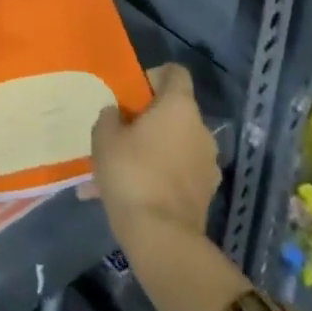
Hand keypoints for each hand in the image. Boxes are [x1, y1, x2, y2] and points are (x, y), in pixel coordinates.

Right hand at [88, 64, 218, 245]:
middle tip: (119, 132)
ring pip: (174, 145)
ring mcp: (208, 164)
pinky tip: (129, 194)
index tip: (131, 93)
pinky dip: (158, 177)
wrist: (161, 237)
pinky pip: (177, 174)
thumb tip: (117, 114)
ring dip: (152, 150)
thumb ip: (110, 116)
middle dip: (148, 119)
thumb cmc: (131, 173)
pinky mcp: (206, 194)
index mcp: (179, 106)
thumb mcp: (104, 137)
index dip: (153, 76)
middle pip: (174, 111)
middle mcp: (201, 130)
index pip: (175, 72)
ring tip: (119, 169)